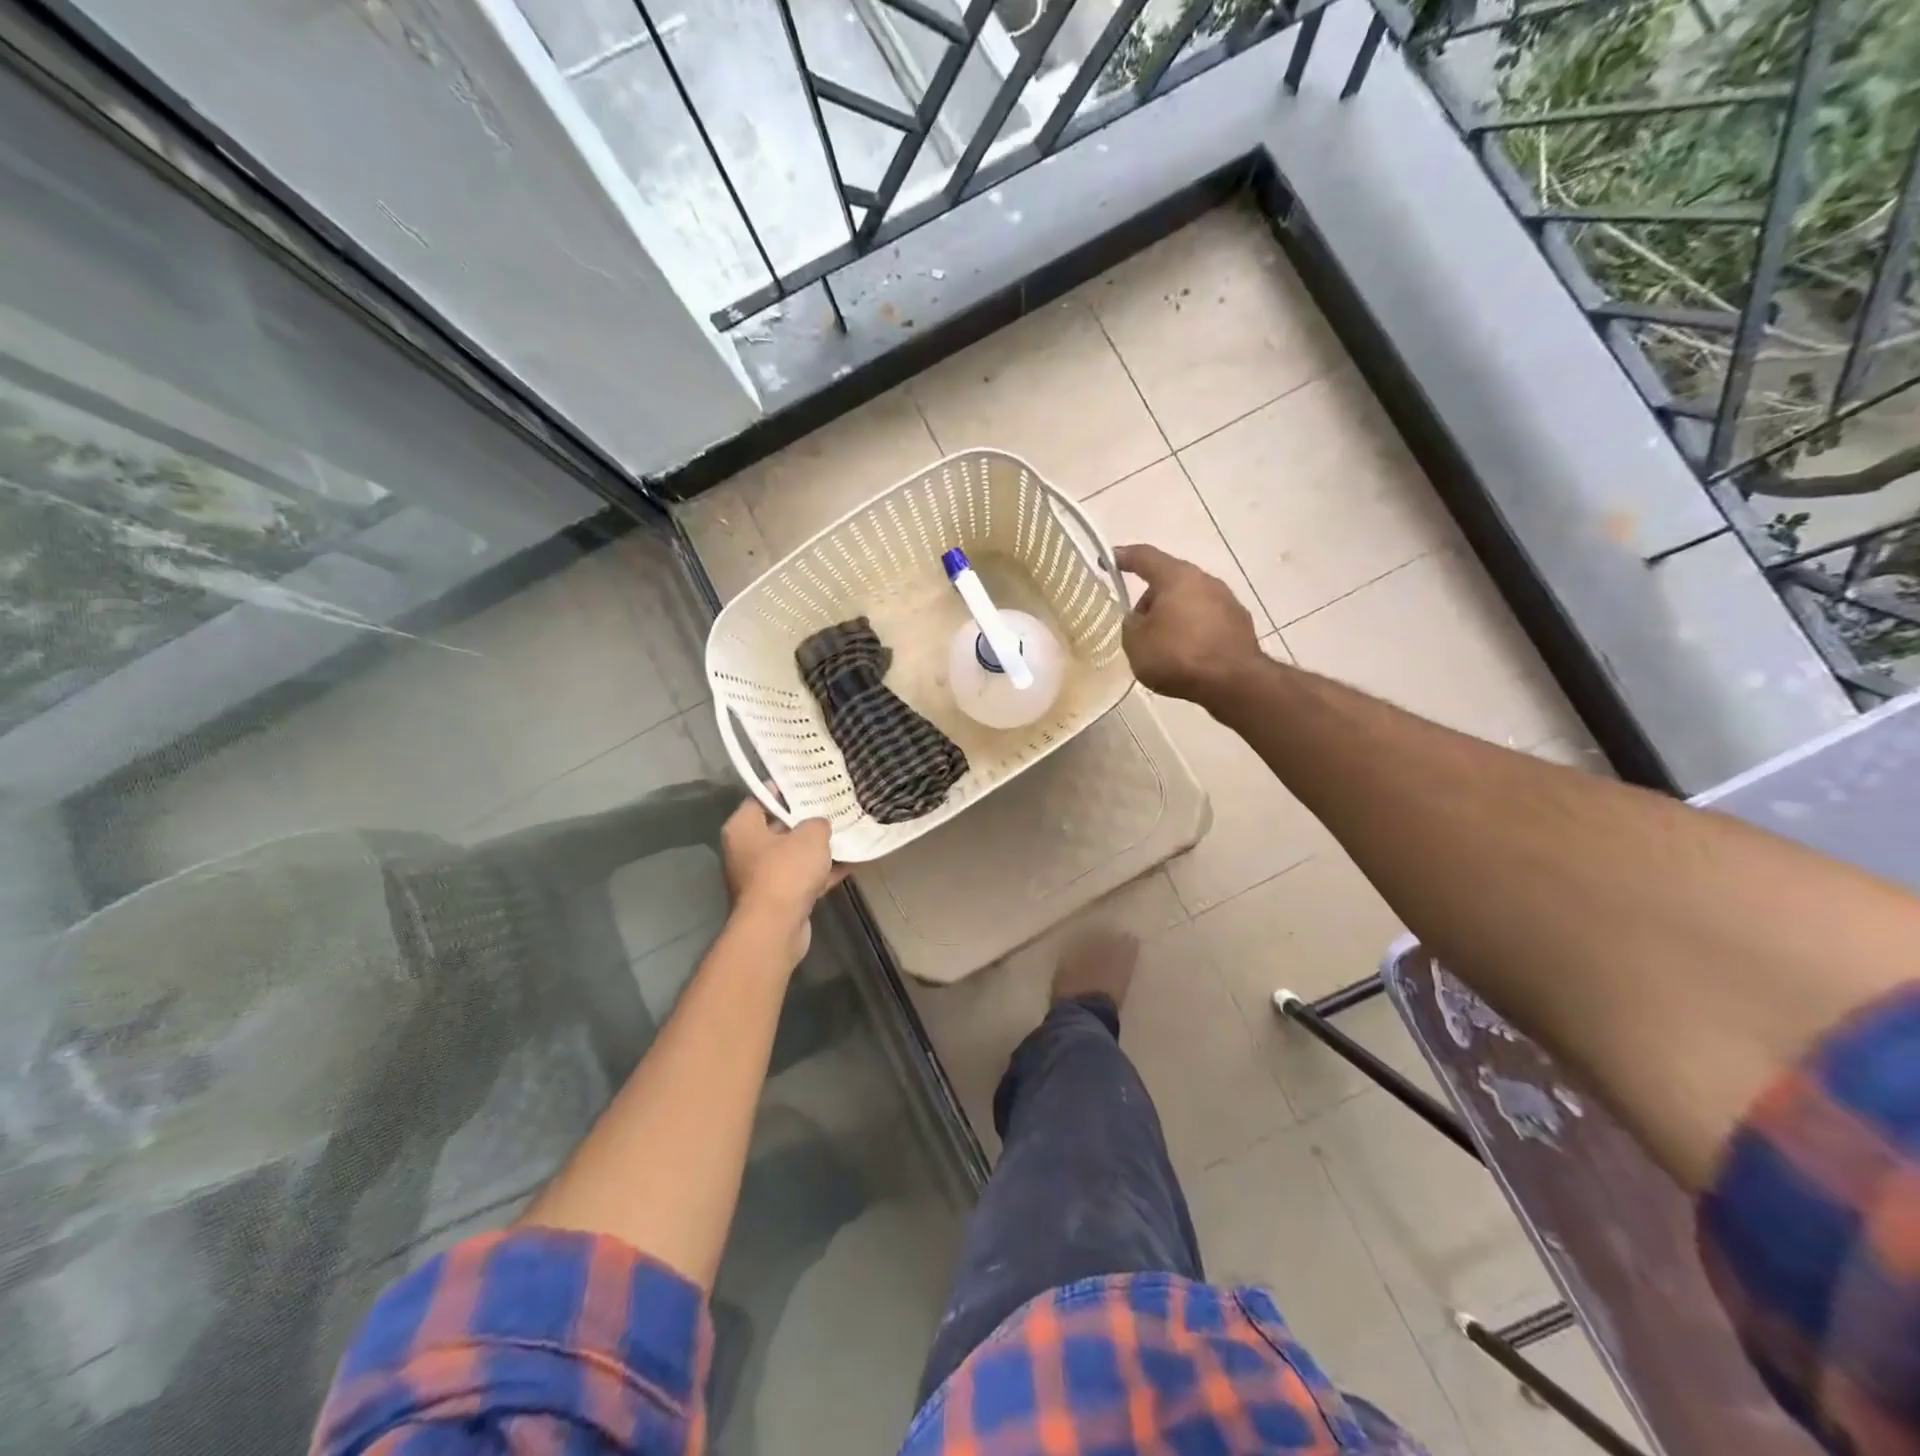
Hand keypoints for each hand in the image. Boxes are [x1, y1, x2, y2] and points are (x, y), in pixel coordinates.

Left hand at [721, 798, 843, 965]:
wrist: (776, 927)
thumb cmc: (786, 871)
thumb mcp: (810, 836)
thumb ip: (817, 823)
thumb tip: (819, 826)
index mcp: (742, 829)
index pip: (760, 799)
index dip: (783, 791)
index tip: (806, 784)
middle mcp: (745, 852)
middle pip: (777, 828)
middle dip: (803, 821)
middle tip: (830, 808)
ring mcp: (760, 878)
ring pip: (791, 856)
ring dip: (815, 850)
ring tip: (844, 836)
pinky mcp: (776, 900)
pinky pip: (801, 879)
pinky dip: (820, 874)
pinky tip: (848, 865)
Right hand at [1116, 543, 1261, 704]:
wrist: (1233, 682)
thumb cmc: (1178, 656)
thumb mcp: (1136, 643)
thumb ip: (1131, 625)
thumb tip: (1140, 619)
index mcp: (1176, 577)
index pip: (1145, 557)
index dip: (1124, 557)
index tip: (1108, 559)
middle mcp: (1205, 581)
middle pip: (1170, 581)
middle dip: (1151, 599)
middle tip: (1138, 626)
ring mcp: (1227, 601)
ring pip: (1190, 601)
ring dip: (1174, 616)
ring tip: (1162, 646)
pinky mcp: (1240, 624)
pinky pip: (1207, 621)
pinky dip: (1193, 631)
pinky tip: (1187, 656)